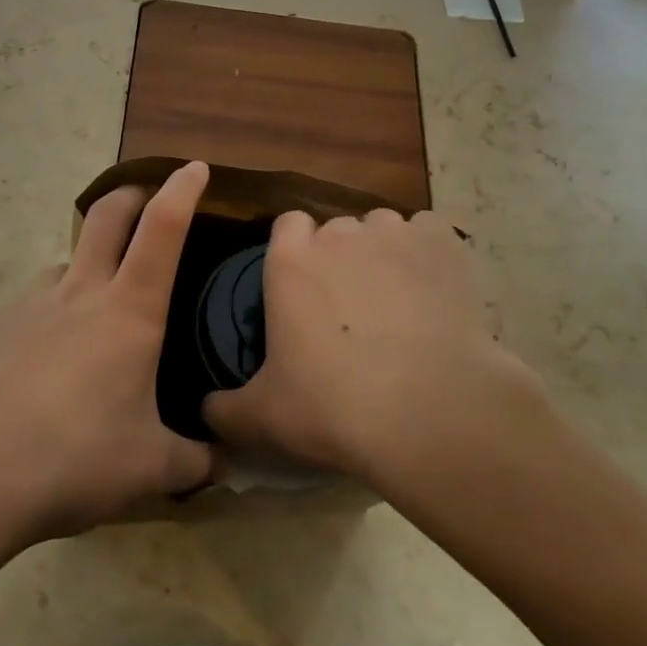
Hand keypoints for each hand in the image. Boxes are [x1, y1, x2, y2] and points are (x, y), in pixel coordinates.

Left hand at [0, 163, 213, 560]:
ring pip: (65, 263)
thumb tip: (220, 464)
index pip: (163, 229)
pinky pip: (28, 307)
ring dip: (85, 269)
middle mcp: (79, 292)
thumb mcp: (148, 471)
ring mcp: (28, 305)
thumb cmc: (73, 461)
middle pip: (107, 215)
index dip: (182, 190)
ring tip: (90, 318)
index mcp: (129, 311)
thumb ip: (192, 462)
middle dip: (131, 195)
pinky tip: (37, 370)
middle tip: (144, 202)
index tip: (195, 167)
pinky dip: (45, 319)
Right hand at [202, 207, 525, 486]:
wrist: (428, 411)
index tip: (305, 288)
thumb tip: (205, 410)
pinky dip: (429, 253)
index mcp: (291, 260)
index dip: (296, 252)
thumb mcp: (264, 418)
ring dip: (384, 253)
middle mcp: (339, 233)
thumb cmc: (335, 408)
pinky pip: (429, 232)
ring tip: (398, 302)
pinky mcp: (441, 242)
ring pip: (383, 228)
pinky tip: (434, 290)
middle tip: (352, 308)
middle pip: (337, 229)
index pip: (287, 226)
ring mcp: (393, 233)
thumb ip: (225, 409)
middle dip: (342, 258)